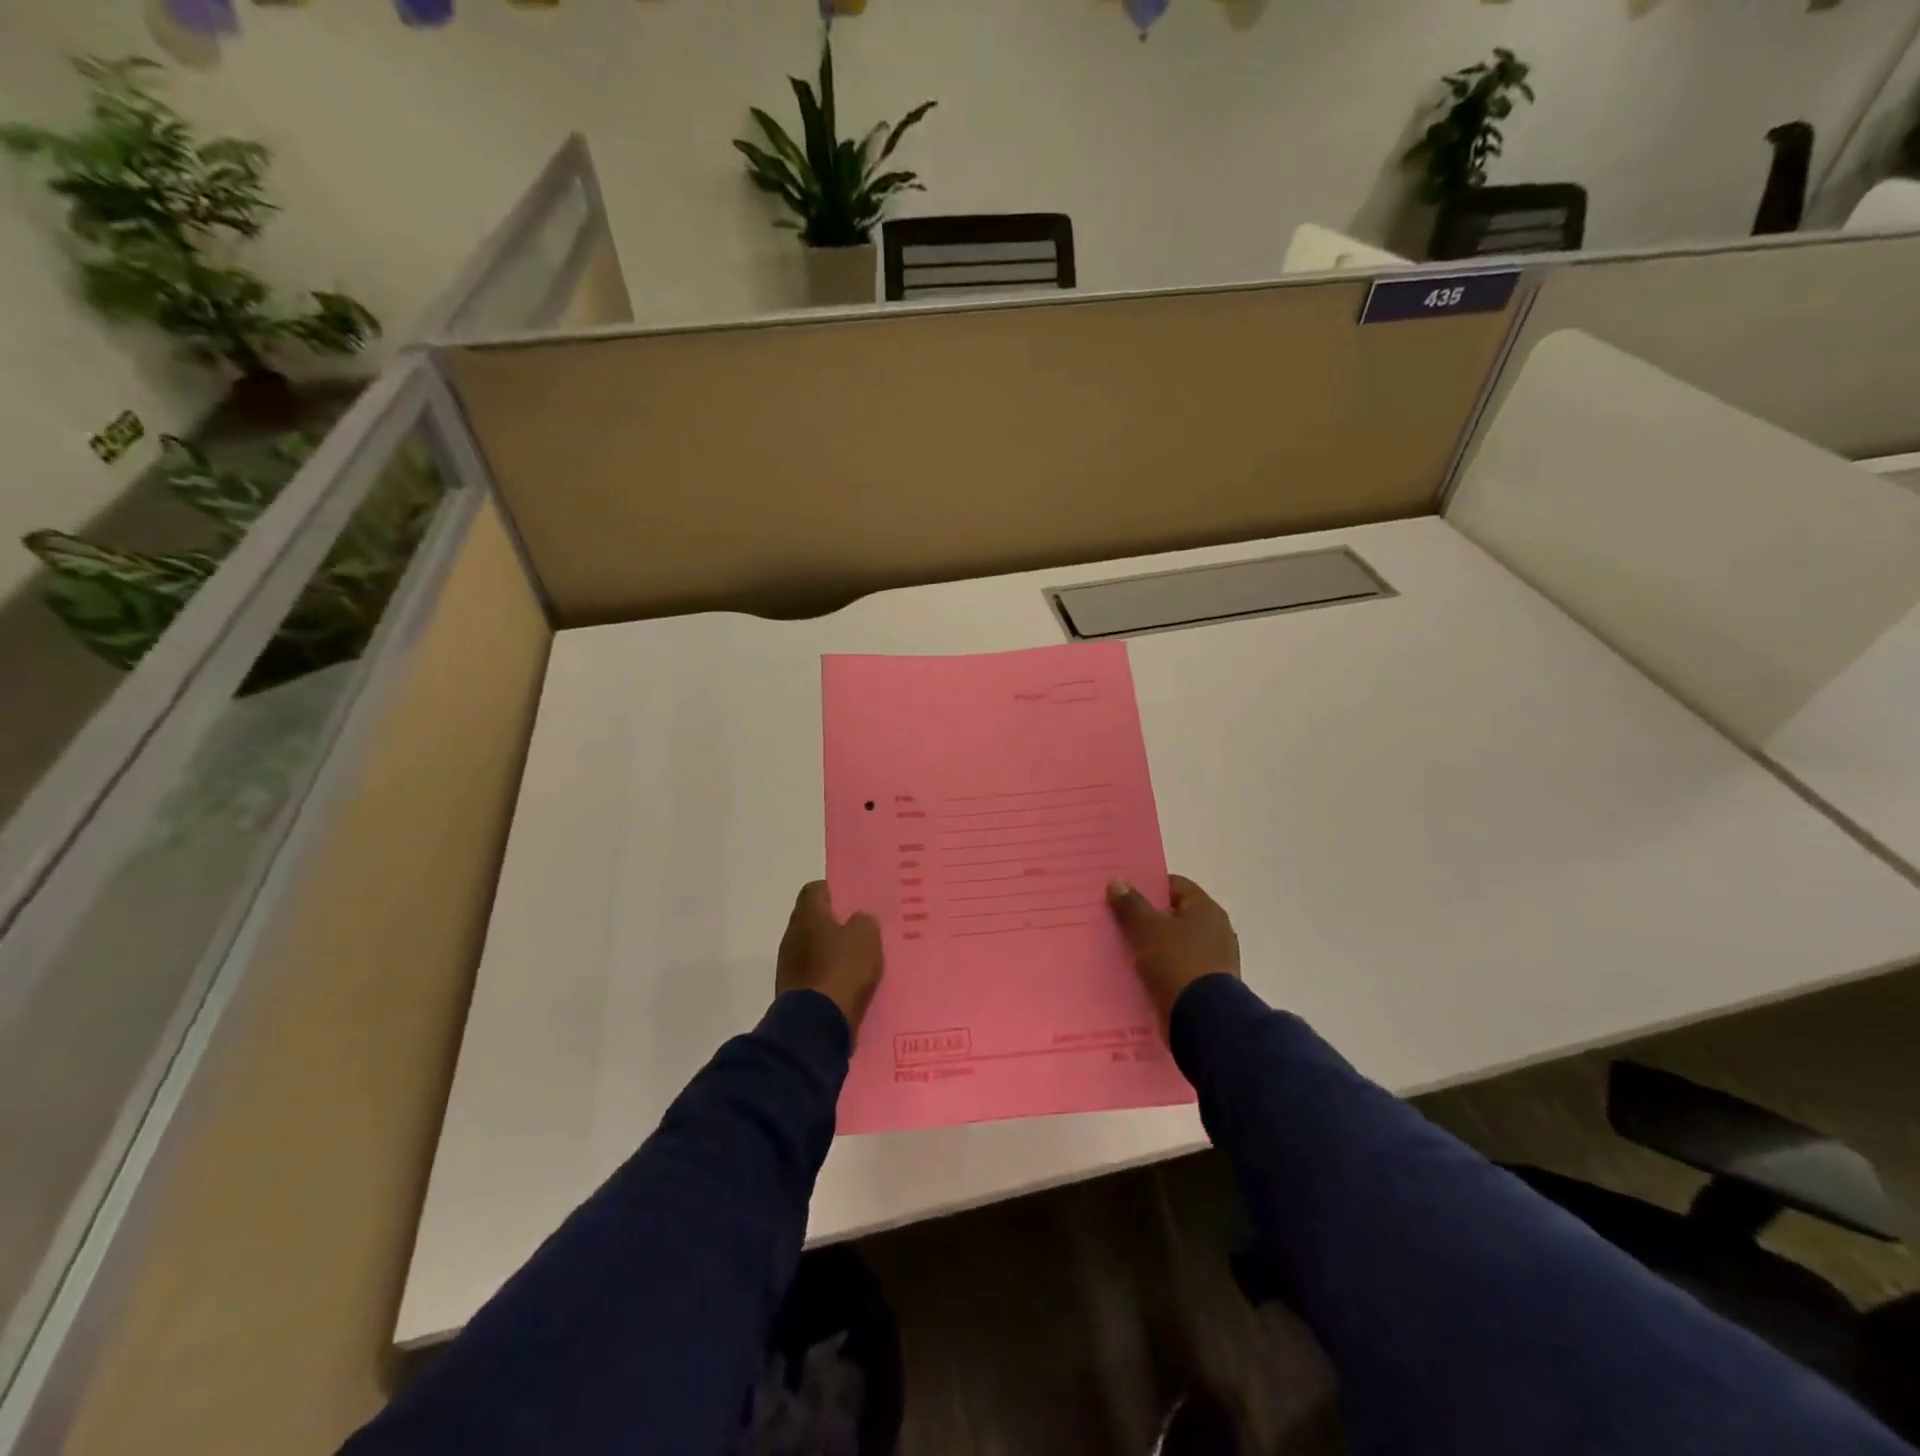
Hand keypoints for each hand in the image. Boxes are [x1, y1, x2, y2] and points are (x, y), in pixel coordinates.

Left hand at [776, 881, 884, 1038]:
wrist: (816, 1024)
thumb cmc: (842, 969)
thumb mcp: (866, 937)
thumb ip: (864, 921)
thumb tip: (858, 920)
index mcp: (807, 915)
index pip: (816, 889)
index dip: (836, 891)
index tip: (855, 901)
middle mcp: (792, 935)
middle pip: (815, 920)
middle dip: (837, 923)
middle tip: (862, 929)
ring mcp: (789, 964)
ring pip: (814, 947)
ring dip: (833, 951)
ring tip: (860, 959)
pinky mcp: (793, 990)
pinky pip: (814, 973)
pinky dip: (829, 974)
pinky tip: (849, 983)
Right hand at [1106, 875, 1240, 1027]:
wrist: (1204, 1021)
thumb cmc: (1177, 963)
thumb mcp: (1147, 929)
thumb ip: (1131, 904)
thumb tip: (1117, 881)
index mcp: (1207, 909)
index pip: (1175, 885)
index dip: (1148, 886)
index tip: (1123, 894)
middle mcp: (1216, 930)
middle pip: (1175, 915)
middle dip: (1148, 918)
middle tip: (1118, 921)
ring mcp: (1215, 960)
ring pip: (1176, 944)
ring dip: (1153, 946)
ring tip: (1123, 949)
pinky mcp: (1208, 987)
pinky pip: (1179, 969)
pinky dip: (1161, 969)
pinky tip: (1139, 974)